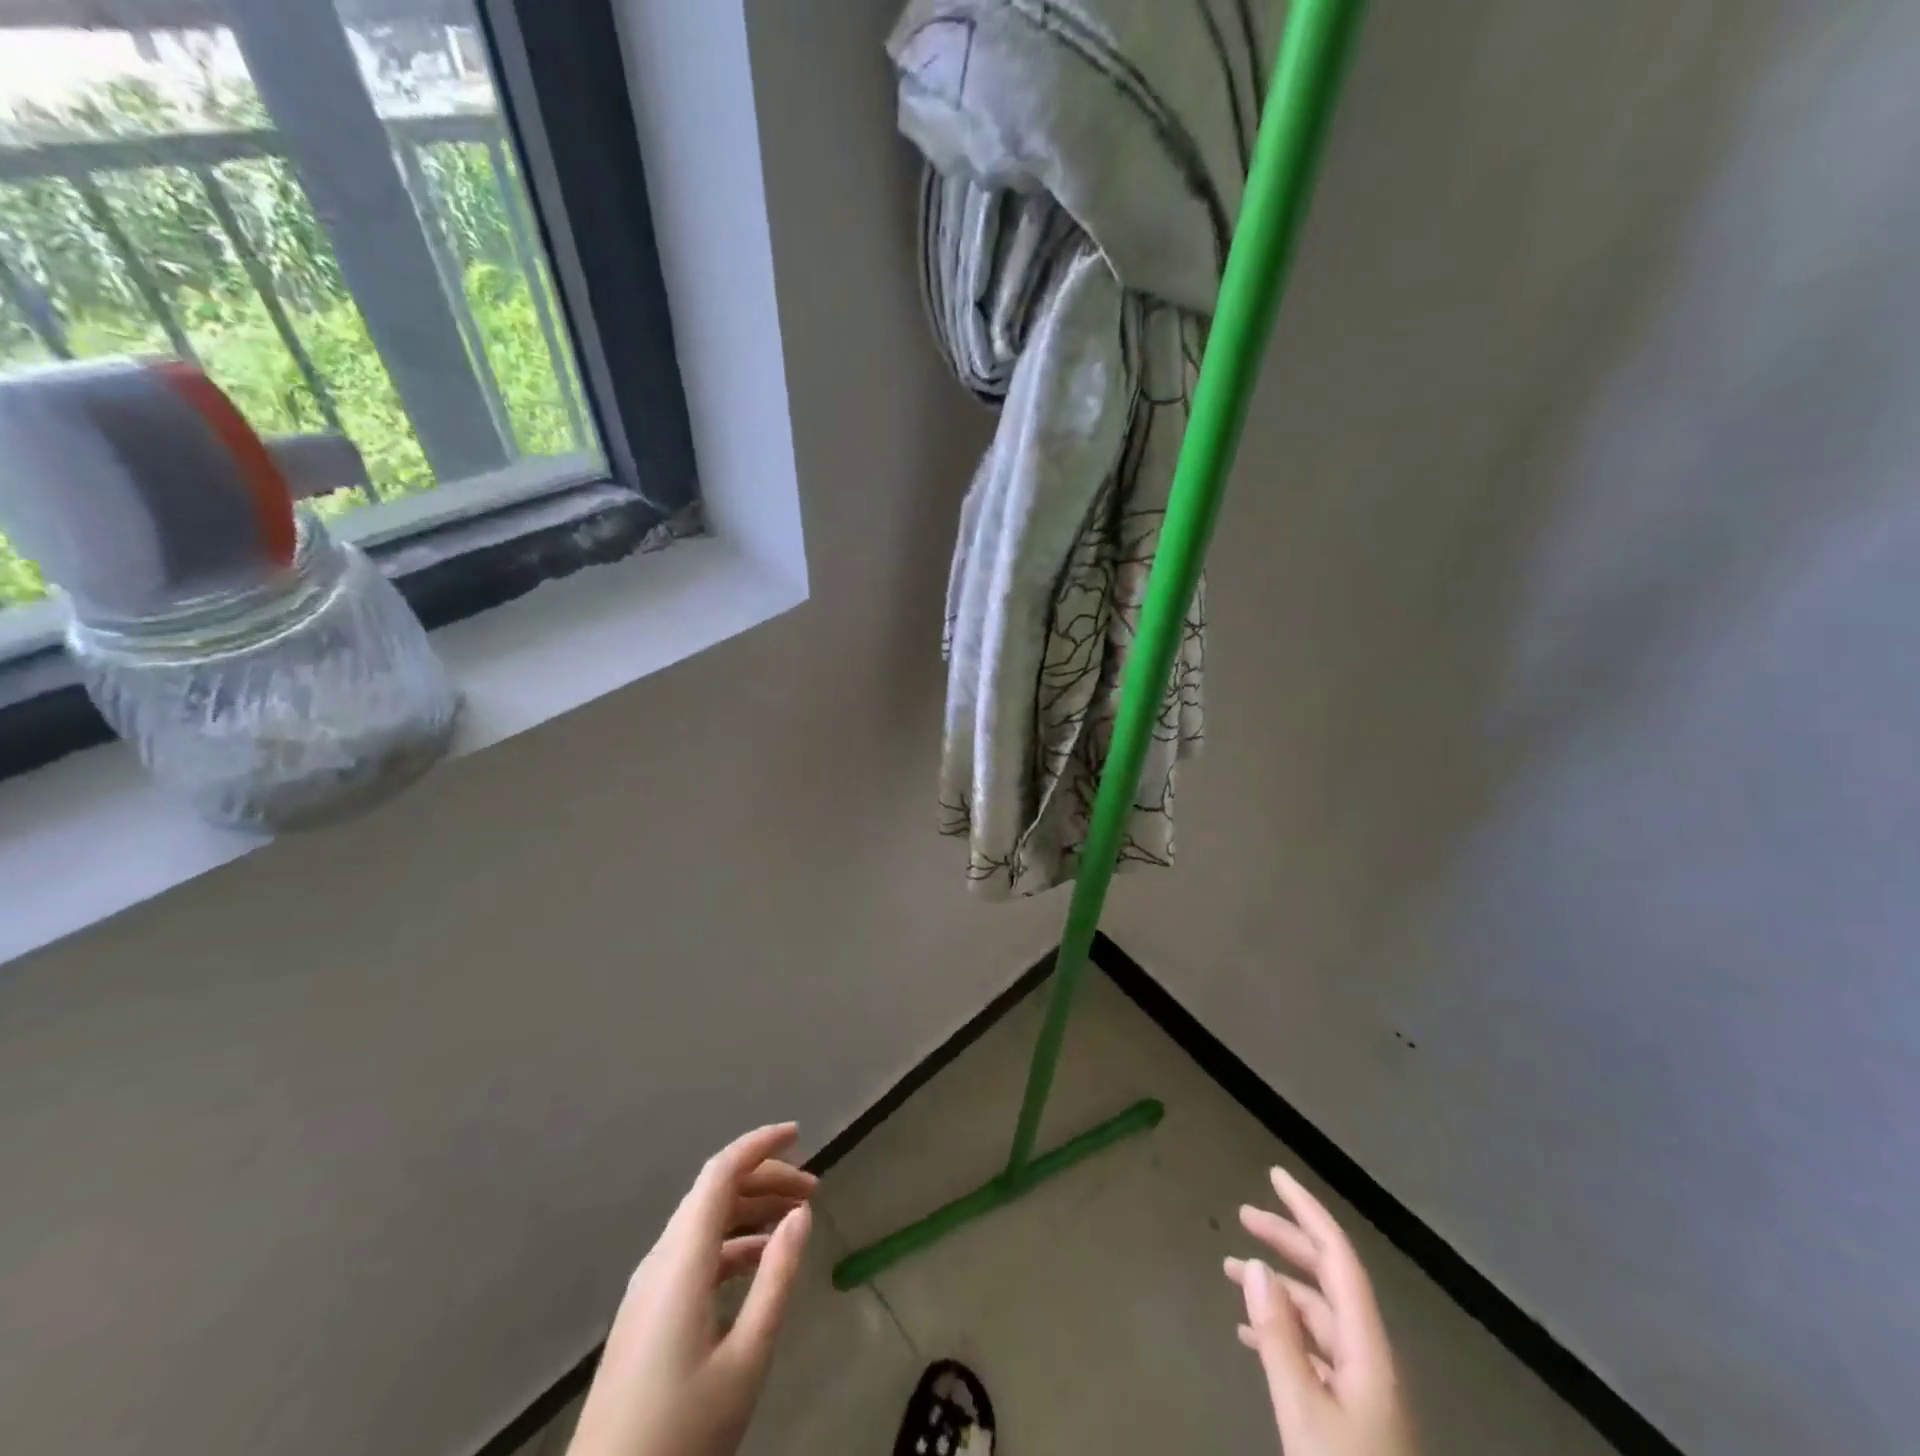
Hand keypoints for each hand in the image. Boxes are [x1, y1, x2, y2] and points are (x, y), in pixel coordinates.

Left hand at [568, 1124, 816, 1455]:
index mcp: (681, 1262)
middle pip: (714, 1192)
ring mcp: (648, 1288)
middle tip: (813, 1190)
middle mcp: (660, 1261)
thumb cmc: (681, 1433)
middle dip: (765, 1179)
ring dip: (750, 1210)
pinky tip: (760, 1263)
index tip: (799, 1134)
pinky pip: (693, 1253)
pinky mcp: (646, 1314)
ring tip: (795, 1220)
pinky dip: (732, 1242)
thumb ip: (776, 1279)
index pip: (720, 1173)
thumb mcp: (745, 1359)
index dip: (759, 1145)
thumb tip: (800, 1214)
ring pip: (704, 1222)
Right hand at [1225, 1165, 1416, 1455]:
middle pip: (1328, 1279)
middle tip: (1242, 1215)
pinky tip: (1249, 1333)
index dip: (1307, 1212)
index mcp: (1367, 1347)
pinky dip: (1281, 1329)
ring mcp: (1362, 1386)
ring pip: (1318, 1314)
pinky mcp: (1351, 1412)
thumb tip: (1255, 1266)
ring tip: (1231, 1270)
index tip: (1274, 1176)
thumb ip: (1279, 1338)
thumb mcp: (1304, 1412)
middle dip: (1287, 1240)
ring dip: (1277, 1286)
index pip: (1338, 1258)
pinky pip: (1313, 1349)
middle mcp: (1368, 1356)